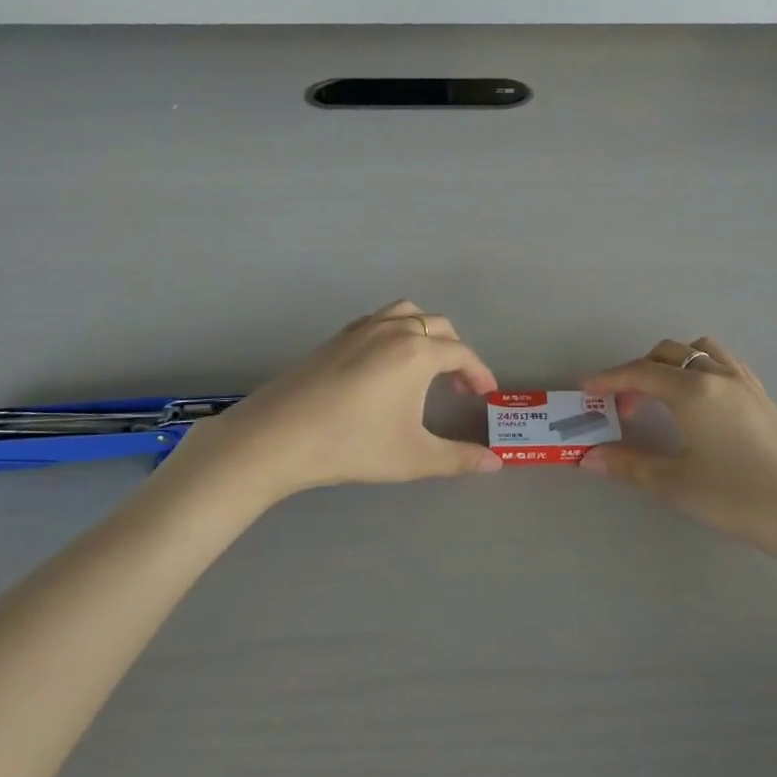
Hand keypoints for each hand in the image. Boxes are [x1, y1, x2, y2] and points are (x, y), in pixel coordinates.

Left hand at [163, 301, 500, 500]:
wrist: (279, 436)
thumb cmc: (353, 444)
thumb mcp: (413, 457)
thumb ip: (459, 458)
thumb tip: (497, 463)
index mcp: (418, 352)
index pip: (462, 353)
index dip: (479, 373)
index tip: (486, 394)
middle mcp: (393, 330)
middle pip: (438, 326)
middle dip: (456, 352)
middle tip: (459, 386)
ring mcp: (360, 329)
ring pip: (406, 314)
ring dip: (426, 333)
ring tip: (426, 365)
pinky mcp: (336, 338)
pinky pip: (378, 320)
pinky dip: (395, 330)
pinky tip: (385, 364)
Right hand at [580, 337, 776, 570]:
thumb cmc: (743, 498)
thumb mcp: (678, 485)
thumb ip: (630, 466)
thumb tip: (588, 457)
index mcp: (692, 391)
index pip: (639, 372)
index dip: (608, 379)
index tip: (584, 389)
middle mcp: (716, 375)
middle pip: (667, 355)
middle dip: (636, 372)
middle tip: (622, 407)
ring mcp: (744, 383)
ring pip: (698, 352)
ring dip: (671, 364)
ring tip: (659, 397)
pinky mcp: (763, 396)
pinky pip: (722, 363)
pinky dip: (699, 368)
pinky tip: (698, 402)